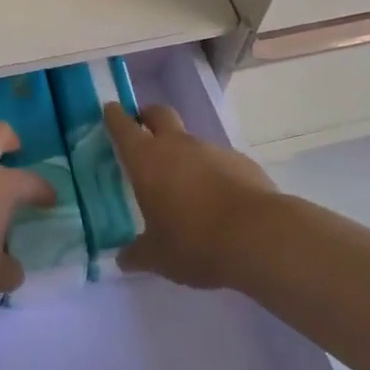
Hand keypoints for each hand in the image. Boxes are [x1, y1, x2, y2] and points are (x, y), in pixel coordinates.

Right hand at [103, 103, 277, 290]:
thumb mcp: (158, 257)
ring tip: (184, 187)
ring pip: (190, 140)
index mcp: (147, 159)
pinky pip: (219, 161)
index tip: (110, 111)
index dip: (114, 116)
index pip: (123, 125)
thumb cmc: (195, 241)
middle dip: (148, 117)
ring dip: (183, 153)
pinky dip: (213, 172)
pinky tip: (218, 201)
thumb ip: (137, 254)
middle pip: (158, 113)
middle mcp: (177, 145)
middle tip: (143, 133)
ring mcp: (212, 149)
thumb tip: (122, 258)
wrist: (259, 236)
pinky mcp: (241, 161)